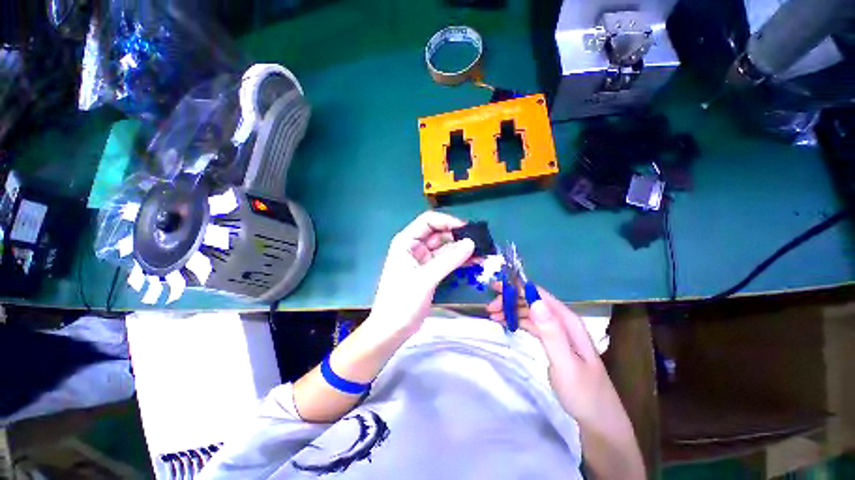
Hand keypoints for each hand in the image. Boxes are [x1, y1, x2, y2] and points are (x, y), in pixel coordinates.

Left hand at [366, 211, 474, 338]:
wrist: (392, 329)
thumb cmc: (402, 301)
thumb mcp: (425, 278)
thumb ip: (449, 260)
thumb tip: (471, 243)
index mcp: (406, 242)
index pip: (428, 221)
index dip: (447, 222)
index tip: (467, 229)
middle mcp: (414, 247)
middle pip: (438, 233)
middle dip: (457, 236)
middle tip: (479, 243)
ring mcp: (421, 260)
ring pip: (443, 247)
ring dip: (460, 249)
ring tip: (480, 253)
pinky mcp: (428, 272)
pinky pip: (445, 260)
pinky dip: (457, 260)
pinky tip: (472, 262)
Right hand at [487, 285, 611, 422]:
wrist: (598, 419)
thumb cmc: (583, 392)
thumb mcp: (566, 363)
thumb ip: (551, 333)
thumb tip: (536, 301)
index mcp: (567, 321)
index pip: (538, 294)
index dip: (516, 287)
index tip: (495, 288)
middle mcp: (562, 321)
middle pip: (532, 301)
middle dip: (510, 300)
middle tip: (490, 308)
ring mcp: (557, 332)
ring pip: (530, 312)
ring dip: (511, 311)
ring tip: (493, 316)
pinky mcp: (552, 341)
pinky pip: (531, 325)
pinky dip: (517, 321)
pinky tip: (506, 324)